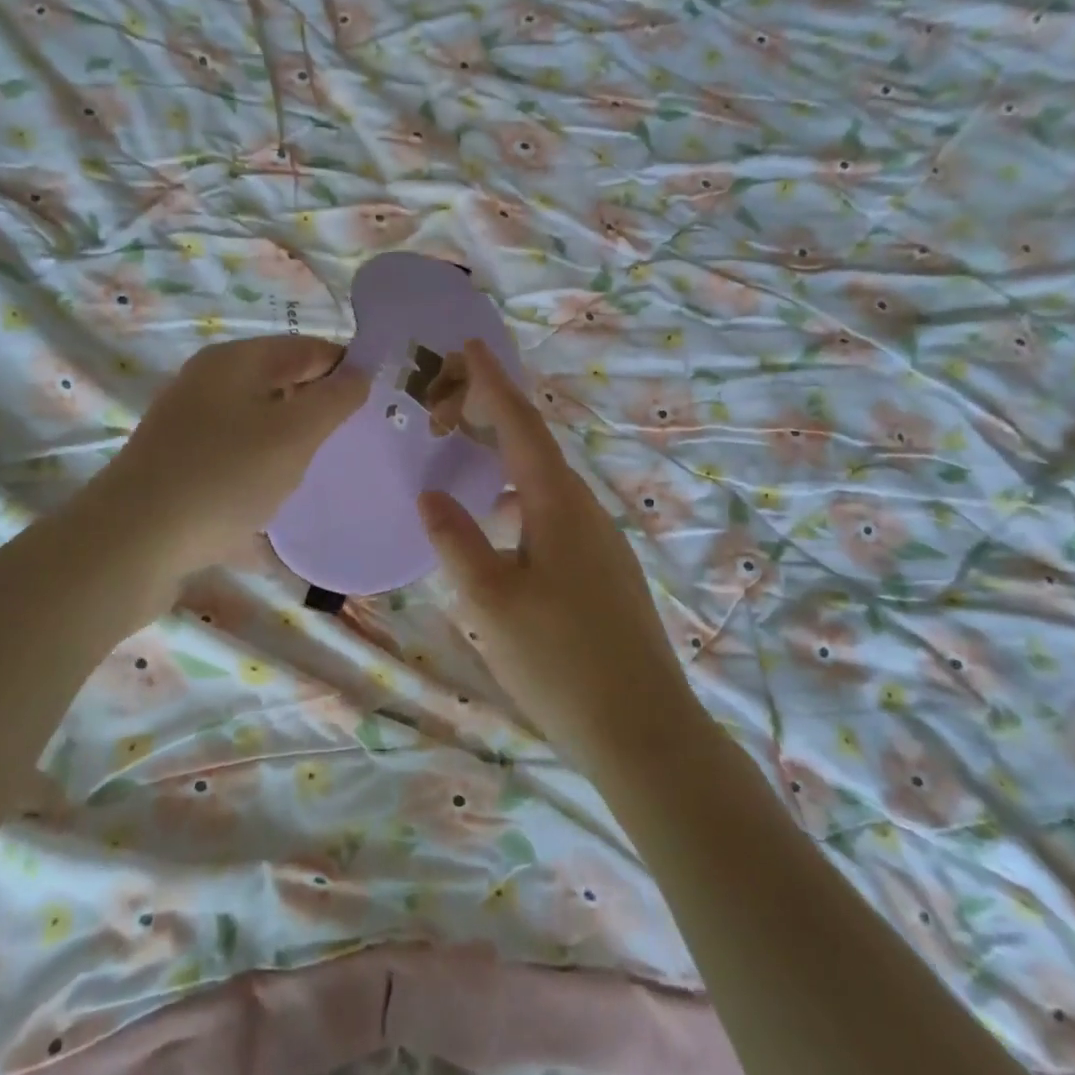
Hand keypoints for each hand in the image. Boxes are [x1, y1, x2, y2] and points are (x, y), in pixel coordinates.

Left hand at [101, 335, 367, 582]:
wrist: (130, 545)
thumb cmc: (223, 477)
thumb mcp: (294, 434)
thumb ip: (335, 399)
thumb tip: (360, 372)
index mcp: (234, 362)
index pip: (307, 348)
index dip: (347, 368)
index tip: (381, 401)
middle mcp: (208, 385)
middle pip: (281, 383)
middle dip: (320, 407)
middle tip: (357, 440)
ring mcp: (189, 427)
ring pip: (259, 423)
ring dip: (292, 442)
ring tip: (323, 471)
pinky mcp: (180, 467)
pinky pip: (236, 459)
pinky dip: (262, 471)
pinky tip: (280, 500)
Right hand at [417, 340, 698, 770]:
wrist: (643, 729)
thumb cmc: (559, 661)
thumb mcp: (490, 601)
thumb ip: (456, 540)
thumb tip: (431, 494)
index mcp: (559, 504)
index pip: (521, 424)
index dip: (494, 382)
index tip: (470, 345)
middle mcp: (586, 510)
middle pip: (536, 447)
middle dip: (494, 418)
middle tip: (450, 409)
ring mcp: (602, 541)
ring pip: (546, 483)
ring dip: (507, 462)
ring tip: (468, 460)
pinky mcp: (606, 571)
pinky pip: (556, 514)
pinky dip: (522, 500)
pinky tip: (501, 527)